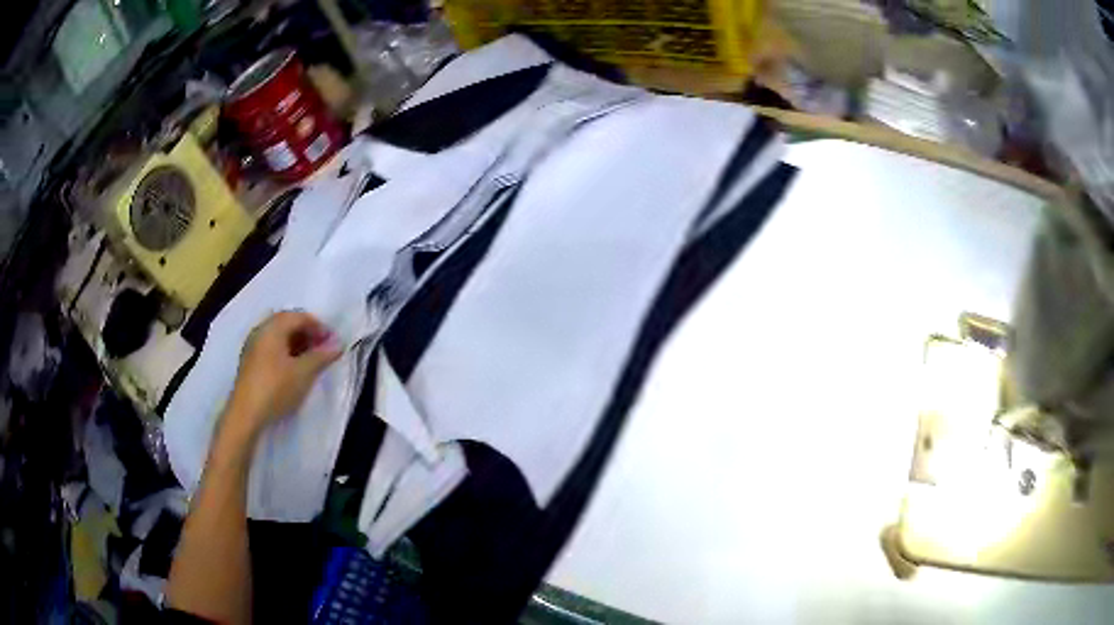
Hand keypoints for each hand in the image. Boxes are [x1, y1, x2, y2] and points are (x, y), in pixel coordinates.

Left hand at [222, 311, 341, 443]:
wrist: (245, 415)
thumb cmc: (275, 388)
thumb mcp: (303, 373)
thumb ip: (321, 356)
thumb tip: (338, 344)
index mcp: (272, 327)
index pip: (299, 317)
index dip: (318, 326)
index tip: (332, 342)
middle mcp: (260, 330)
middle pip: (287, 323)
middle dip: (307, 333)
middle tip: (322, 349)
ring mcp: (252, 346)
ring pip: (278, 336)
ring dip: (296, 343)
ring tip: (310, 360)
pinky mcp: (249, 362)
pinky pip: (270, 347)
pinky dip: (285, 352)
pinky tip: (292, 368)